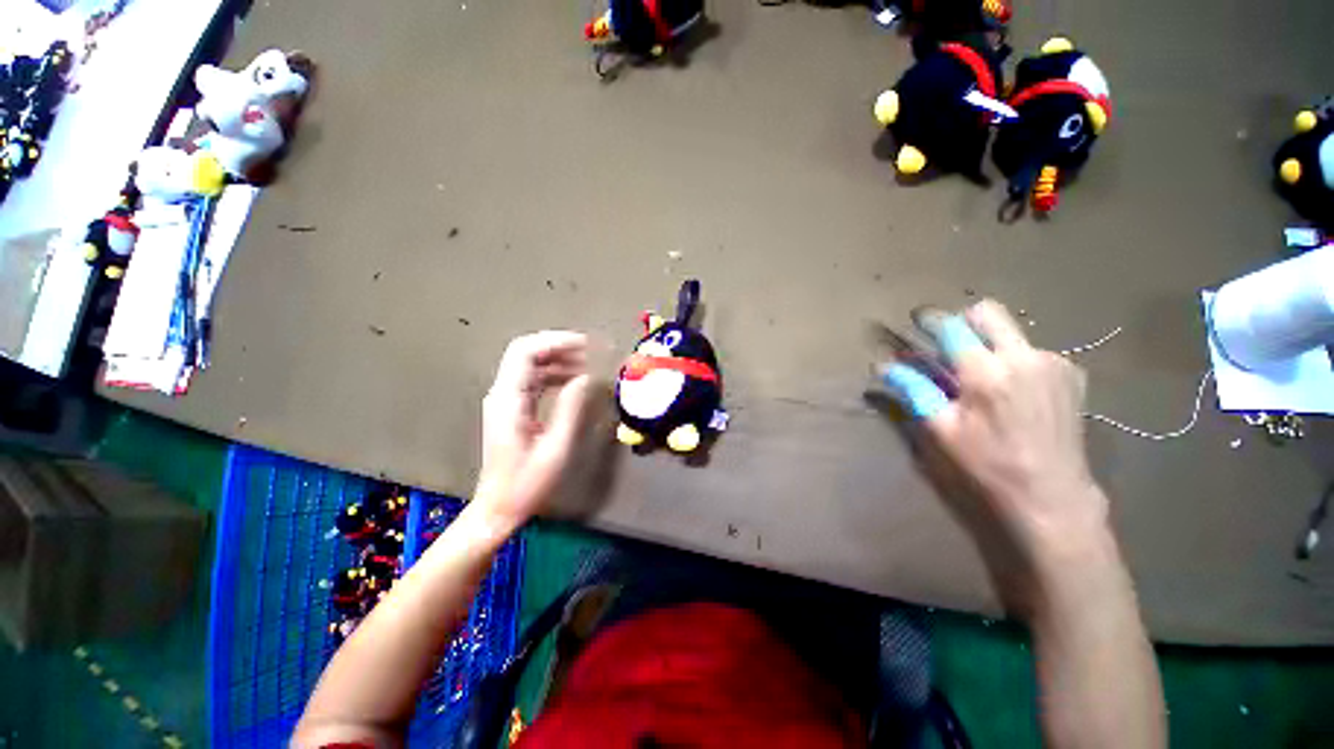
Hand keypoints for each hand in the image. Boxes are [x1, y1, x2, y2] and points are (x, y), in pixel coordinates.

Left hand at [476, 331, 591, 529]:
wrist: (498, 507)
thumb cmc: (527, 483)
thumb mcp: (555, 447)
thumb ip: (571, 408)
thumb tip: (586, 378)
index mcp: (509, 400)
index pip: (526, 352)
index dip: (556, 341)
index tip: (586, 344)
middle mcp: (502, 393)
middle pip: (526, 352)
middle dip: (559, 346)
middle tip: (591, 351)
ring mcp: (505, 400)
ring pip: (530, 364)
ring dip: (559, 359)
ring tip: (588, 364)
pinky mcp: (512, 408)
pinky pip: (533, 380)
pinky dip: (554, 374)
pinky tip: (574, 380)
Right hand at [883, 301, 1109, 585]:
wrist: (1053, 497)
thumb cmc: (988, 465)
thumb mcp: (941, 430)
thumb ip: (914, 390)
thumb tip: (884, 366)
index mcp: (987, 372)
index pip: (952, 327)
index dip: (929, 320)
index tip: (915, 320)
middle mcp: (1024, 357)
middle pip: (988, 313)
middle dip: (962, 321)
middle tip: (947, 345)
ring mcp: (1053, 363)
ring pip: (1011, 332)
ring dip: (988, 343)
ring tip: (980, 377)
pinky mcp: (1071, 374)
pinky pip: (1031, 351)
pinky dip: (1012, 359)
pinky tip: (1011, 390)